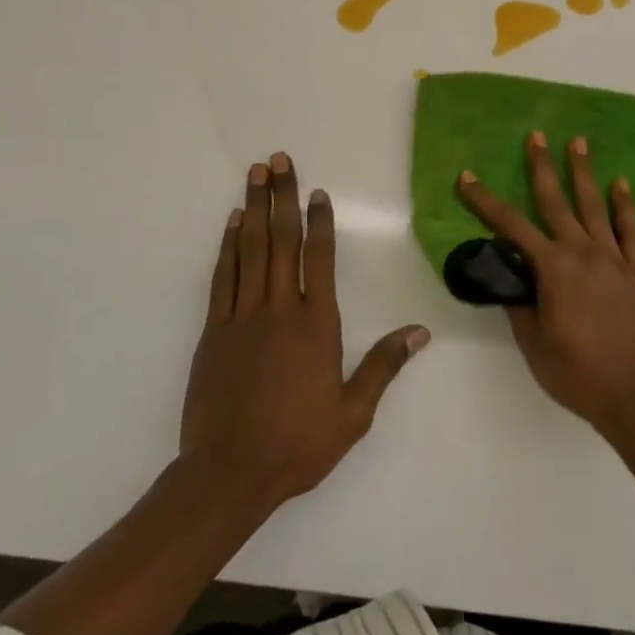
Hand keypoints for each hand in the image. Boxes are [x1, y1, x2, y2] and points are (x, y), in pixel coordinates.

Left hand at [181, 153, 428, 509]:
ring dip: (253, 208)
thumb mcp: (352, 413)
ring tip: (256, 174)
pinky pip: (223, 276)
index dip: (319, 221)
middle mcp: (279, 309)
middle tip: (280, 160)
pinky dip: (227, 246)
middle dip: (282, 196)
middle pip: (282, 240)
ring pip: (250, 249)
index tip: (317, 191)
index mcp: (316, 324)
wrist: (229, 474)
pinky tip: (231, 223)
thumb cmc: (297, 444)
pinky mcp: (213, 330)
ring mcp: (242, 316)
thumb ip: (383, 366)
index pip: (320, 258)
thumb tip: (420, 332)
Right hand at [457, 133, 634, 436]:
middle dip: (542, 166)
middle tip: (536, 135)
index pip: (511, 227)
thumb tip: (510, 276)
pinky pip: (631, 231)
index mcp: (554, 269)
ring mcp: (614, 259)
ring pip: (595, 206)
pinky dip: (626, 205)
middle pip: (557, 201)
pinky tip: (621, 184)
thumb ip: (520, 305)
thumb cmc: (578, 374)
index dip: (486, 201)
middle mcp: (583, 253)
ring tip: (578, 142)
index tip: (468, 177)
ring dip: (584, 172)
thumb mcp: (534, 344)